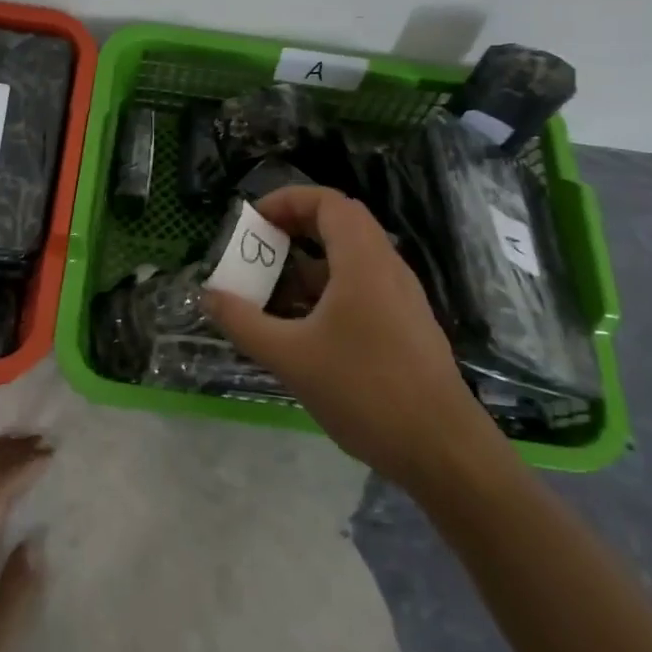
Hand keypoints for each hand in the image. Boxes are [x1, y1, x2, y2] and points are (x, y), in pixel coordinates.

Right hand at [204, 185, 495, 481]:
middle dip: (293, 230)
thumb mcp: (291, 358)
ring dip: (307, 266)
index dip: (287, 200)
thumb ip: (244, 323)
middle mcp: (387, 268)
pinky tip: (302, 329)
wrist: (443, 451)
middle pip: (339, 225)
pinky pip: (360, 288)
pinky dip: (326, 292)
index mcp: (363, 262)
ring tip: (270, 292)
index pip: (328, 202)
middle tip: (257, 250)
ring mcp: (400, 298)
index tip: (253, 221)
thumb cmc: (365, 392)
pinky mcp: (404, 325)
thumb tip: (208, 296)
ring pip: (349, 260)